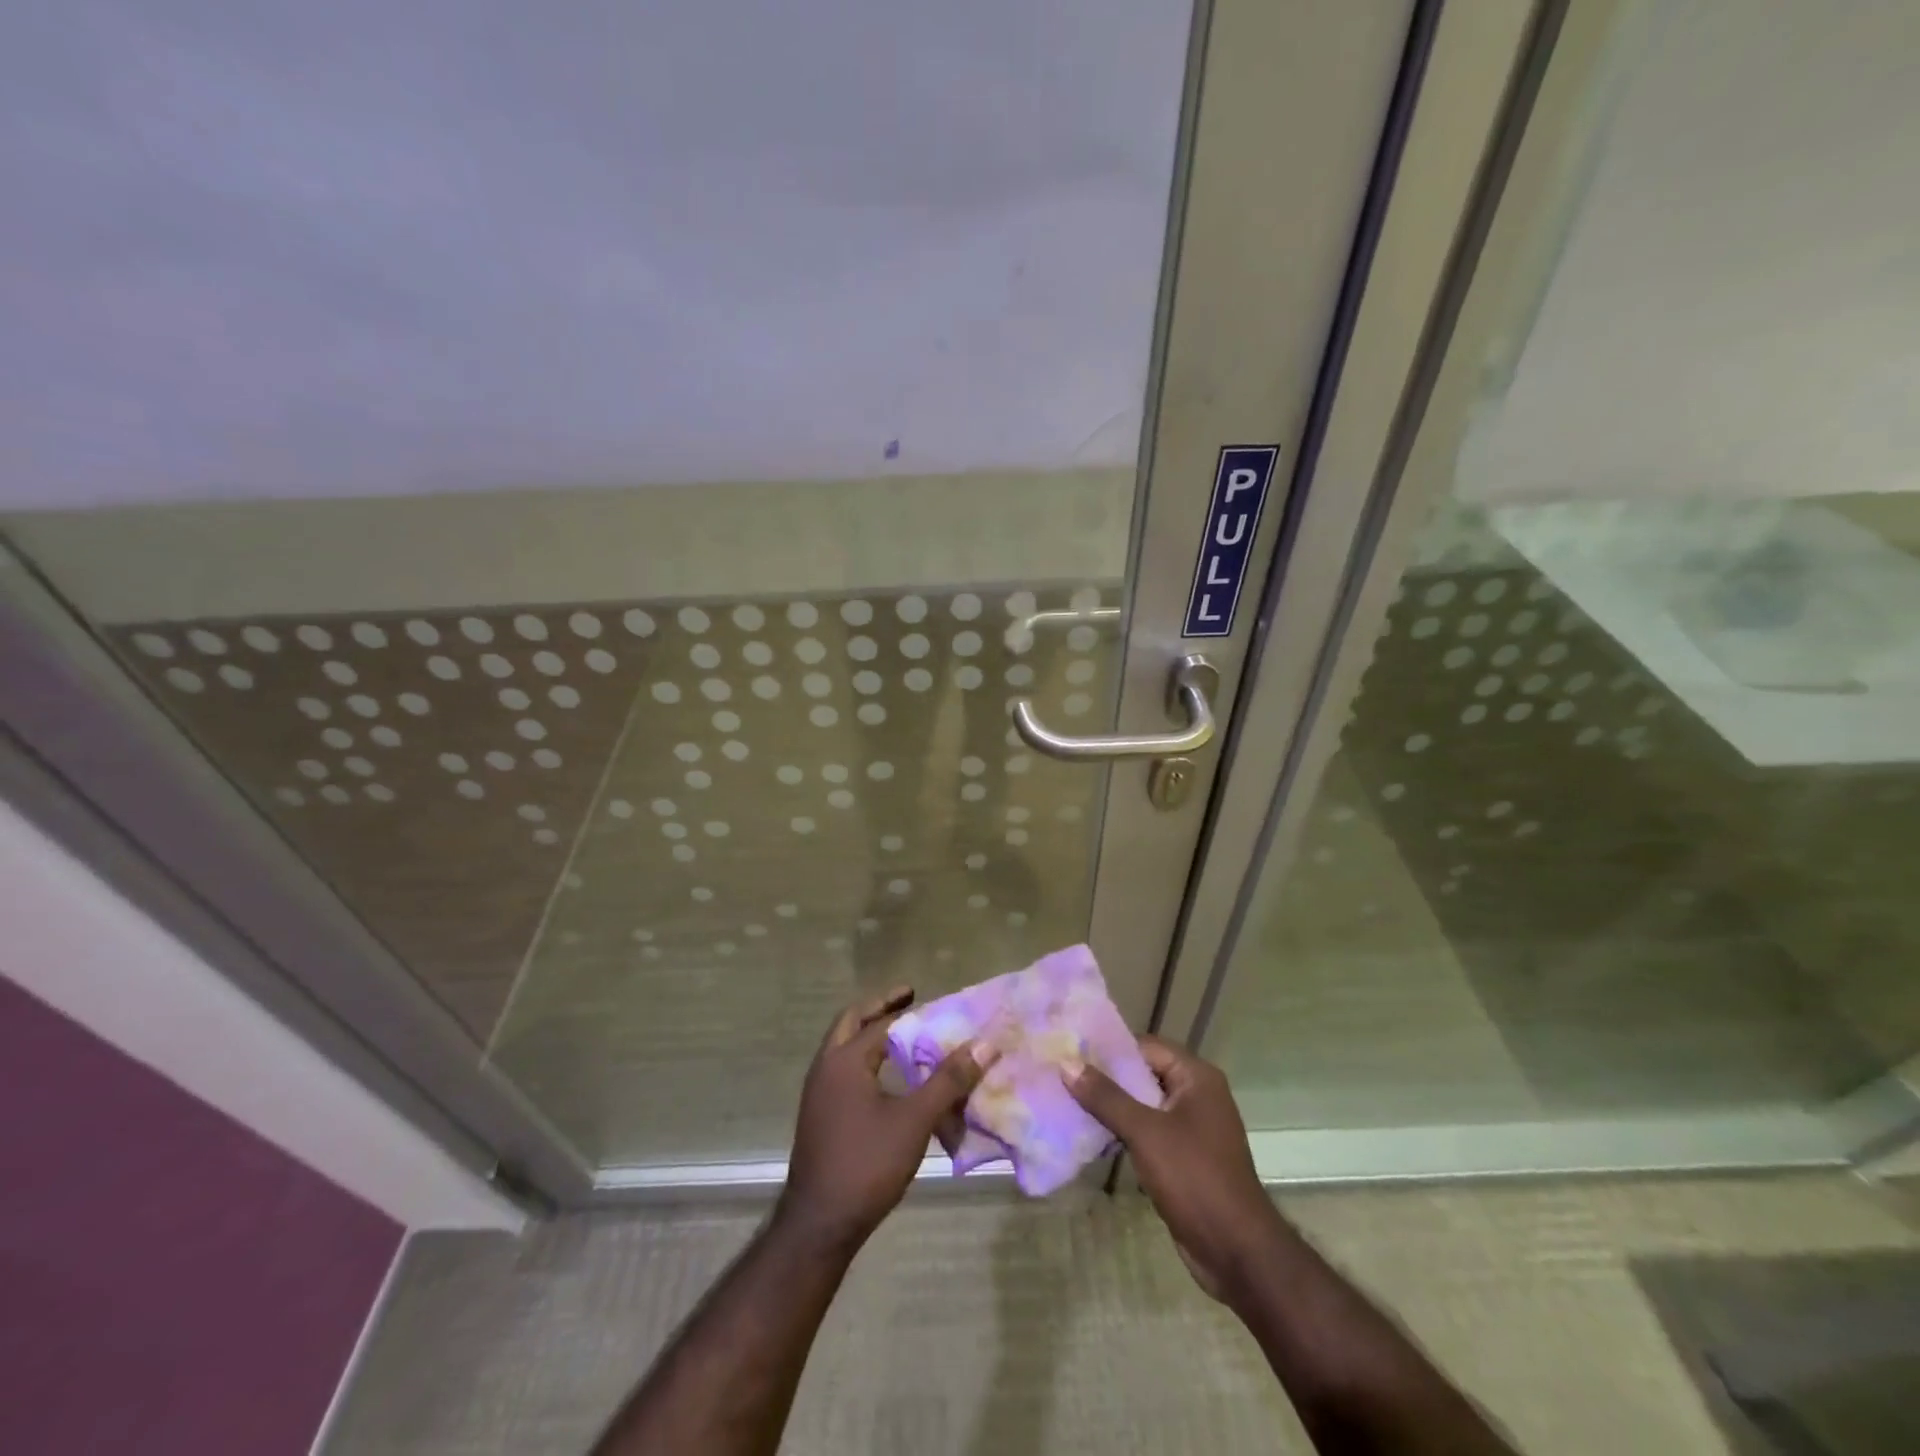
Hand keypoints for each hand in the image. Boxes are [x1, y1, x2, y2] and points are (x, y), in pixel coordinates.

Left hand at [777, 986, 995, 1255]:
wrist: (819, 1225)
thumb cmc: (866, 1164)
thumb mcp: (915, 1120)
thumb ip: (949, 1080)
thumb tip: (985, 1043)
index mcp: (844, 1060)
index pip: (880, 1023)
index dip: (908, 1010)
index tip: (929, 997)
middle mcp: (825, 1068)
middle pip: (851, 1023)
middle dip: (879, 1009)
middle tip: (908, 999)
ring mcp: (818, 1093)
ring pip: (844, 1048)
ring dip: (871, 1035)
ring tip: (904, 1036)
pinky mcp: (820, 1116)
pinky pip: (844, 1072)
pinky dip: (866, 1061)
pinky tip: (890, 1080)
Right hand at [1064, 1035, 1280, 1302]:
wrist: (1237, 1252)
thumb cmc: (1195, 1178)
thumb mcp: (1146, 1132)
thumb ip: (1106, 1097)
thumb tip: (1067, 1063)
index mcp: (1196, 1077)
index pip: (1145, 1046)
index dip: (1108, 1047)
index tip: (1070, 1049)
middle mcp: (1196, 1095)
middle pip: (1142, 1073)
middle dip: (1105, 1077)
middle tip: (1062, 1073)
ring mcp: (1191, 1127)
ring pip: (1142, 1104)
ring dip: (1111, 1105)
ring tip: (1067, 1100)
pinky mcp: (1184, 1156)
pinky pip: (1147, 1131)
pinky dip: (1122, 1130)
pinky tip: (1090, 1134)